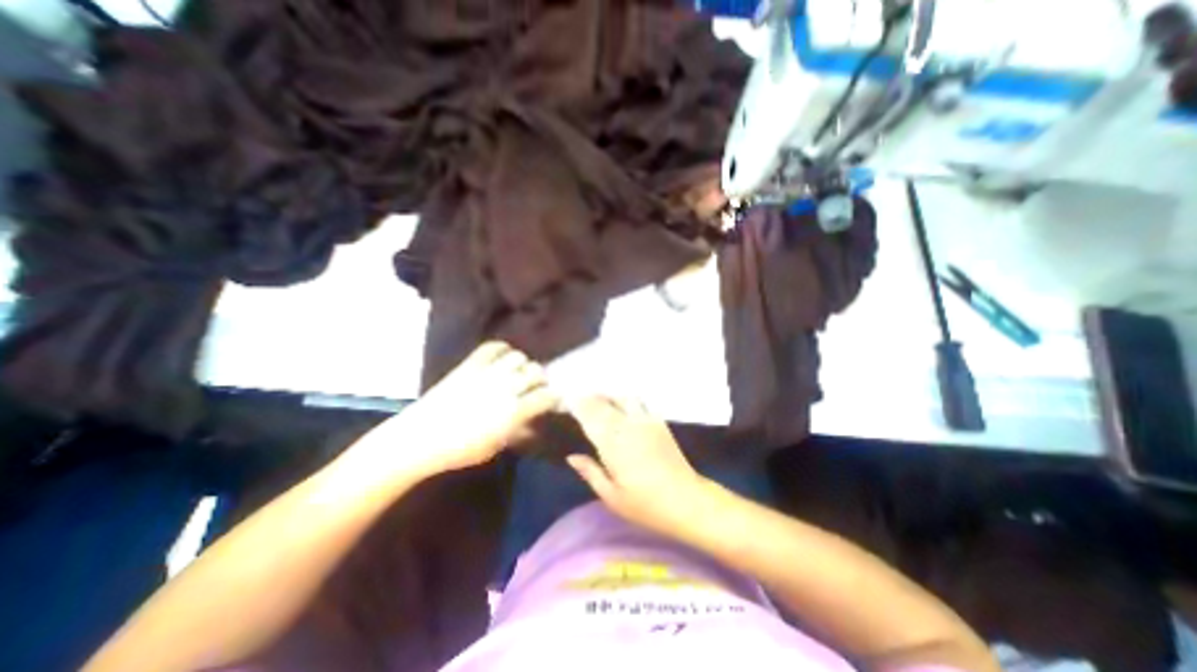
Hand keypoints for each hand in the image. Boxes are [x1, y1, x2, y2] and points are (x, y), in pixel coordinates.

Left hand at [354, 344, 559, 481]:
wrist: (420, 438)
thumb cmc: (460, 450)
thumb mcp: (497, 445)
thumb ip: (520, 427)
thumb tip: (534, 417)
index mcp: (514, 411)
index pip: (547, 396)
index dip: (554, 397)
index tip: (554, 401)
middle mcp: (505, 387)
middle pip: (536, 371)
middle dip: (541, 379)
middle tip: (536, 386)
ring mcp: (487, 373)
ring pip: (518, 357)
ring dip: (523, 364)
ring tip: (518, 371)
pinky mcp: (470, 364)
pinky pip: (493, 347)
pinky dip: (502, 349)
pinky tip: (502, 358)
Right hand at [568, 397, 702, 531]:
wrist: (686, 500)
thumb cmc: (645, 505)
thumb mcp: (612, 497)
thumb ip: (590, 472)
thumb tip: (571, 456)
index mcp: (613, 444)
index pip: (590, 415)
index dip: (576, 404)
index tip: (564, 400)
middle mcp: (628, 425)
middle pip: (604, 402)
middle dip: (588, 397)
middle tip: (576, 398)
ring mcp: (645, 420)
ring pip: (622, 397)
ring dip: (607, 396)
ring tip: (598, 400)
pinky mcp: (658, 421)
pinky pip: (638, 402)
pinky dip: (624, 400)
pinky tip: (621, 406)